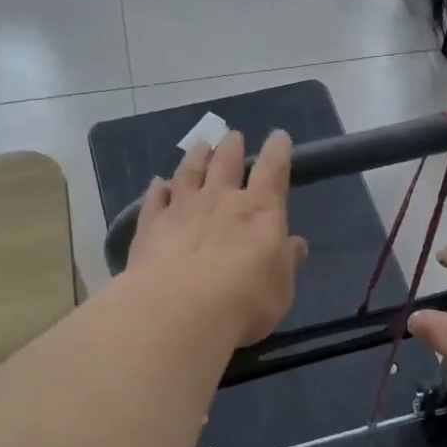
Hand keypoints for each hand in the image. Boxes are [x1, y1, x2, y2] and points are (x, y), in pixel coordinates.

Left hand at [124, 130, 307, 348]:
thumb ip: (286, 263)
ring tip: (201, 145)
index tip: (279, 136)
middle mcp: (221, 200)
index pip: (273, 171)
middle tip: (233, 136)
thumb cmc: (244, 302)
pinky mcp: (151, 225)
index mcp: (260, 211)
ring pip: (189, 172)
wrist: (180, 311)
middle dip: (232, 147)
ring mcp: (182, 209)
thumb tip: (294, 244)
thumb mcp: (280, 289)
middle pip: (226, 163)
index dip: (277, 152)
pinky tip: (158, 182)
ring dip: (197, 157)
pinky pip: (155, 199)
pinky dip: (158, 188)